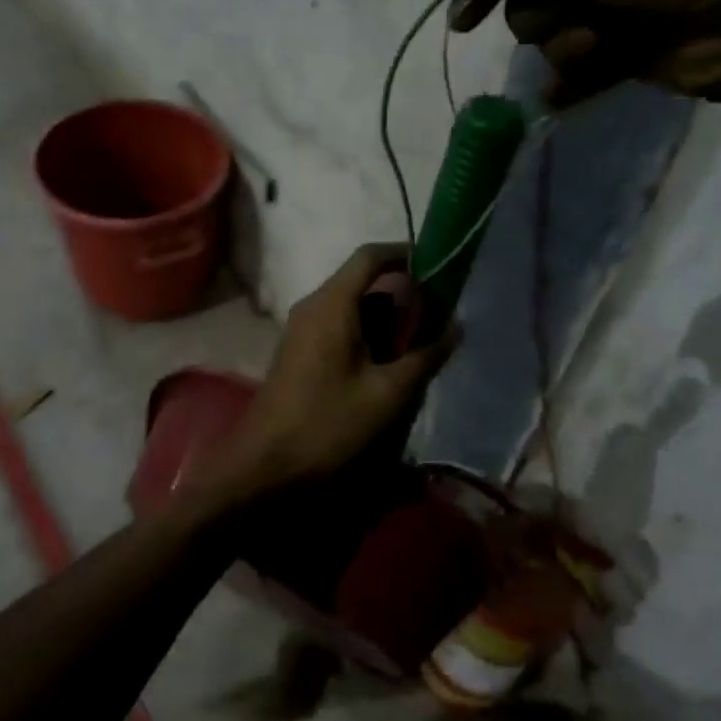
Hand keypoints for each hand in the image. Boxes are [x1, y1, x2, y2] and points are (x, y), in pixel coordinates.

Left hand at [215, 244, 457, 496]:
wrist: (265, 466)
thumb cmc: (328, 424)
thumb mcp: (387, 394)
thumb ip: (425, 356)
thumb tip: (455, 327)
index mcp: (332, 304)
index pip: (369, 257)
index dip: (405, 254)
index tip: (438, 268)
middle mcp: (312, 307)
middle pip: (362, 282)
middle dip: (402, 294)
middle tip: (436, 318)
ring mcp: (301, 329)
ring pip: (350, 306)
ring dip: (385, 318)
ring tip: (419, 346)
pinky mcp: (298, 352)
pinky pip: (337, 326)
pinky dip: (366, 334)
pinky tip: (387, 366)